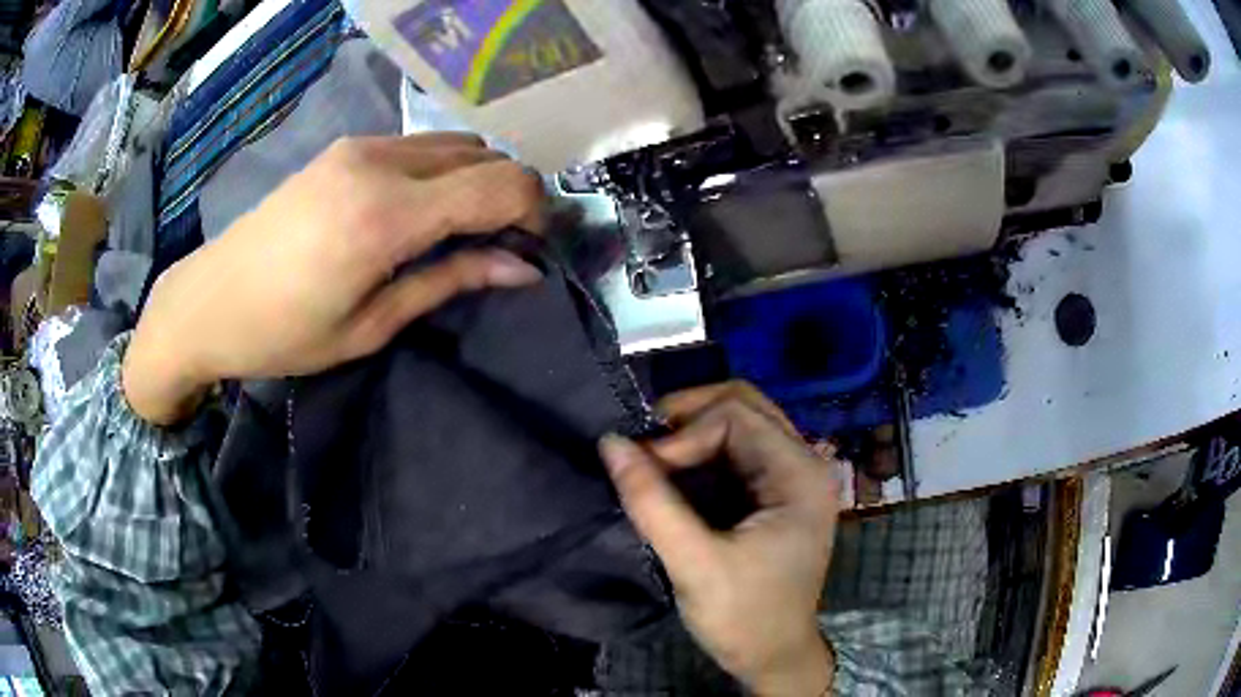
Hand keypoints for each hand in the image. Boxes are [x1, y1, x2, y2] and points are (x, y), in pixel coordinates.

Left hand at [123, 133, 544, 424]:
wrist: (209, 300)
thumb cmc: (284, 333)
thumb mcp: (371, 325)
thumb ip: (449, 281)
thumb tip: (522, 267)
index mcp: (386, 216)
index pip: (499, 184)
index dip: (533, 211)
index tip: (533, 247)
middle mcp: (380, 162)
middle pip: (485, 155)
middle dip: (509, 195)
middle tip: (500, 244)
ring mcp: (360, 146)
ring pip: (455, 143)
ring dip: (475, 180)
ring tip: (460, 228)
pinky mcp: (345, 146)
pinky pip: (419, 145)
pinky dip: (442, 170)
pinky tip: (419, 209)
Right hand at [600, 383, 841, 696]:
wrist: (774, 656)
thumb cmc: (744, 616)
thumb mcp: (694, 563)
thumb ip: (652, 502)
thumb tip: (610, 442)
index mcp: (799, 475)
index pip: (736, 415)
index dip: (684, 435)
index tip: (645, 469)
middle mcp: (803, 463)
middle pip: (743, 405)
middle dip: (687, 418)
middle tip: (645, 448)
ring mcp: (792, 475)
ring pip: (738, 422)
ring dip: (691, 433)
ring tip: (653, 461)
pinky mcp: (775, 492)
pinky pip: (736, 449)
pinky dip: (700, 452)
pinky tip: (674, 473)